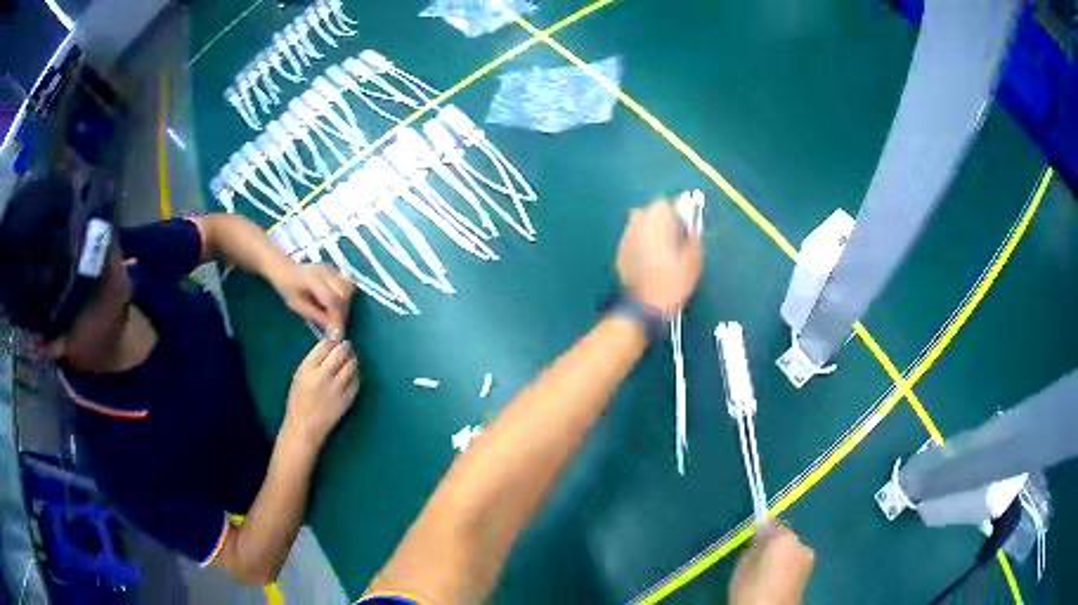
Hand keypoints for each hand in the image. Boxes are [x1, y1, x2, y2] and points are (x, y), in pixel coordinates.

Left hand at [273, 263, 353, 334]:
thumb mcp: (297, 305)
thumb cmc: (288, 288)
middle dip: (343, 310)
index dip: (337, 317)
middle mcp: (325, 271)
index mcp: (312, 279)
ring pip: (349, 286)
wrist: (285, 269)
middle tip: (336, 324)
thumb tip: (333, 330)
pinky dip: (346, 295)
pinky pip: (348, 283)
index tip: (337, 332)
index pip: (332, 298)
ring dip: (347, 302)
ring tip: (336, 313)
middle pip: (345, 292)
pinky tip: (338, 303)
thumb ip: (316, 316)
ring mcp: (332, 268)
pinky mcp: (336, 269)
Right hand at [284, 340, 359, 445]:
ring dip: (353, 358)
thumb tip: (331, 344)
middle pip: (341, 352)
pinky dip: (356, 374)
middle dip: (346, 346)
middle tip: (346, 347)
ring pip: (352, 364)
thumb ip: (314, 360)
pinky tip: (351, 374)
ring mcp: (337, 389)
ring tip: (350, 359)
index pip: (326, 344)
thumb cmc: (299, 400)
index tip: (335, 341)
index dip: (333, 340)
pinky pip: (357, 380)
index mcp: (308, 369)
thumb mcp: (300, 375)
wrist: (305, 427)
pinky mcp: (347, 399)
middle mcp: (323, 376)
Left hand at [616, 200, 702, 315]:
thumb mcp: (693, 262)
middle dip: (663, 220)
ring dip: (651, 230)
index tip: (684, 226)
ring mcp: (626, 237)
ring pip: (640, 224)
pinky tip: (649, 260)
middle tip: (674, 238)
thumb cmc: (672, 284)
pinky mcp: (620, 251)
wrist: (643, 307)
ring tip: (662, 249)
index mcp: (657, 223)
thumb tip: (692, 230)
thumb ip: (694, 239)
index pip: (665, 204)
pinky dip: (641, 242)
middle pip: (650, 211)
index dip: (677, 212)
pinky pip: (633, 238)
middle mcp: (638, 225)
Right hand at [728, 524, 814, 604]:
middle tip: (755, 560)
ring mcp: (808, 561)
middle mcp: (802, 545)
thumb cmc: (752, 588)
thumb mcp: (743, 565)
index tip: (751, 541)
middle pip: (785, 539)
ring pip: (791, 553)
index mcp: (787, 538)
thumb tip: (761, 534)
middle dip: (773, 546)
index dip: (762, 531)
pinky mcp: (808, 577)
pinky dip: (785, 570)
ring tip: (763, 574)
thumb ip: (754, 546)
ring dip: (780, 559)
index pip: (774, 525)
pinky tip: (772, 583)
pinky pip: (793, 566)